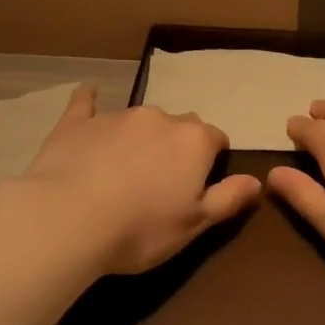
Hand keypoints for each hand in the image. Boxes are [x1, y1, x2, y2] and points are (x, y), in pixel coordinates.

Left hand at [23, 85, 261, 274]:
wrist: (67, 220)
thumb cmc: (140, 229)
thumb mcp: (195, 224)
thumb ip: (229, 198)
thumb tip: (257, 180)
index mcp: (194, 141)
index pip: (217, 139)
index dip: (212, 161)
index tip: (200, 185)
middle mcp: (160, 118)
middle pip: (179, 126)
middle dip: (177, 146)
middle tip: (163, 181)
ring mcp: (117, 116)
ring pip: (140, 119)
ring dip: (140, 137)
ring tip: (125, 169)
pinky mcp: (78, 122)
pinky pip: (87, 103)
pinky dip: (90, 102)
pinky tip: (88, 95)